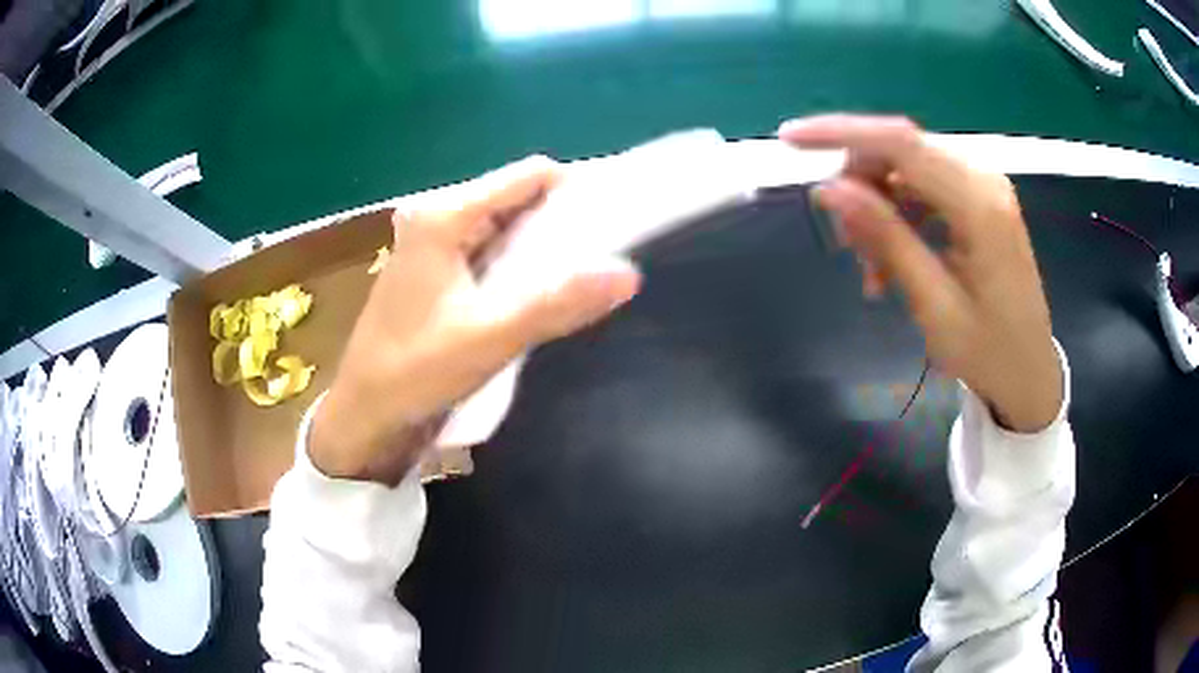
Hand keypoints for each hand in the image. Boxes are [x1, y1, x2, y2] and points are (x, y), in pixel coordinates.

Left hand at [310, 156, 641, 483]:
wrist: (365, 413)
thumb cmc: (414, 371)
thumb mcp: (489, 338)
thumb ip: (557, 303)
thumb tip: (629, 274)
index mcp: (444, 216)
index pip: (528, 176)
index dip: (576, 189)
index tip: (616, 217)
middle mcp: (438, 216)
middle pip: (517, 197)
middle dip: (563, 220)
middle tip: (607, 252)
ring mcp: (436, 243)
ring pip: (506, 226)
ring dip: (543, 244)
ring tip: (585, 270)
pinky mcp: (438, 270)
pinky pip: (491, 250)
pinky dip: (521, 263)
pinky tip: (543, 287)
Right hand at [778, 115, 1061, 432]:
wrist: (1030, 373)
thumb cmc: (988, 352)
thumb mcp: (933, 304)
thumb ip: (886, 239)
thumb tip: (829, 189)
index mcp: (980, 204)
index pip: (901, 142)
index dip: (841, 133)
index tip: (789, 140)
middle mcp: (983, 178)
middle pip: (901, 149)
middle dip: (860, 185)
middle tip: (845, 244)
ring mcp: (982, 185)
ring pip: (906, 168)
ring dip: (877, 206)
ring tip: (870, 267)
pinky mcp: (978, 199)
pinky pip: (922, 188)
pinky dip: (897, 216)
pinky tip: (889, 260)